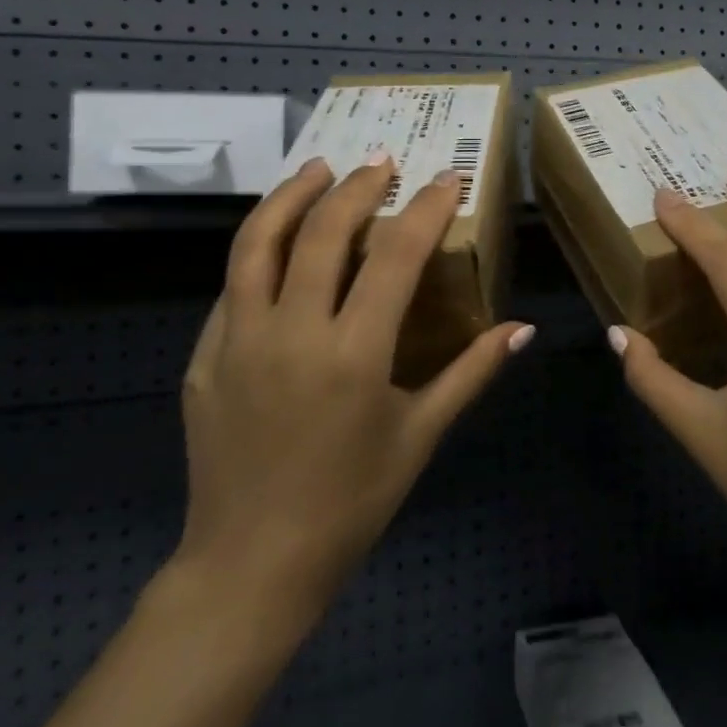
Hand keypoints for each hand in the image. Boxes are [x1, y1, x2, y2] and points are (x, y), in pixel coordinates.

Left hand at [172, 155, 533, 623]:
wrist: (252, 565)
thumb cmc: (351, 502)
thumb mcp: (422, 435)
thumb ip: (471, 371)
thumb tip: (522, 328)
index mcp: (354, 354)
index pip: (395, 256)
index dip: (426, 209)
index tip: (446, 179)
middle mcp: (291, 333)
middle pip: (323, 232)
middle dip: (358, 187)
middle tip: (383, 161)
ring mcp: (237, 342)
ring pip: (258, 244)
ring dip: (291, 196)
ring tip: (319, 169)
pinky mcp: (204, 358)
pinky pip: (232, 287)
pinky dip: (258, 250)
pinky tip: (278, 242)